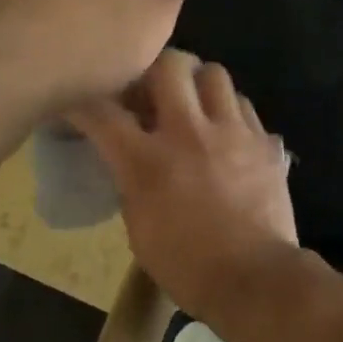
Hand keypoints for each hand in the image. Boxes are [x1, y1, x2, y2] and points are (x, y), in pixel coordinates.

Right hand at [68, 51, 299, 319]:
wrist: (254, 276)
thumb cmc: (187, 265)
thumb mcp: (139, 227)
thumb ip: (132, 180)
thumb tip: (133, 157)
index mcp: (148, 161)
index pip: (102, 112)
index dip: (83, 99)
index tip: (78, 96)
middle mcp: (190, 132)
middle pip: (169, 65)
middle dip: (153, 67)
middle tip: (150, 86)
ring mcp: (233, 131)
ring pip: (214, 74)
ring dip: (198, 82)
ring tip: (193, 102)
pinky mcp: (264, 140)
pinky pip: (242, 104)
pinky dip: (228, 109)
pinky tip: (225, 130)